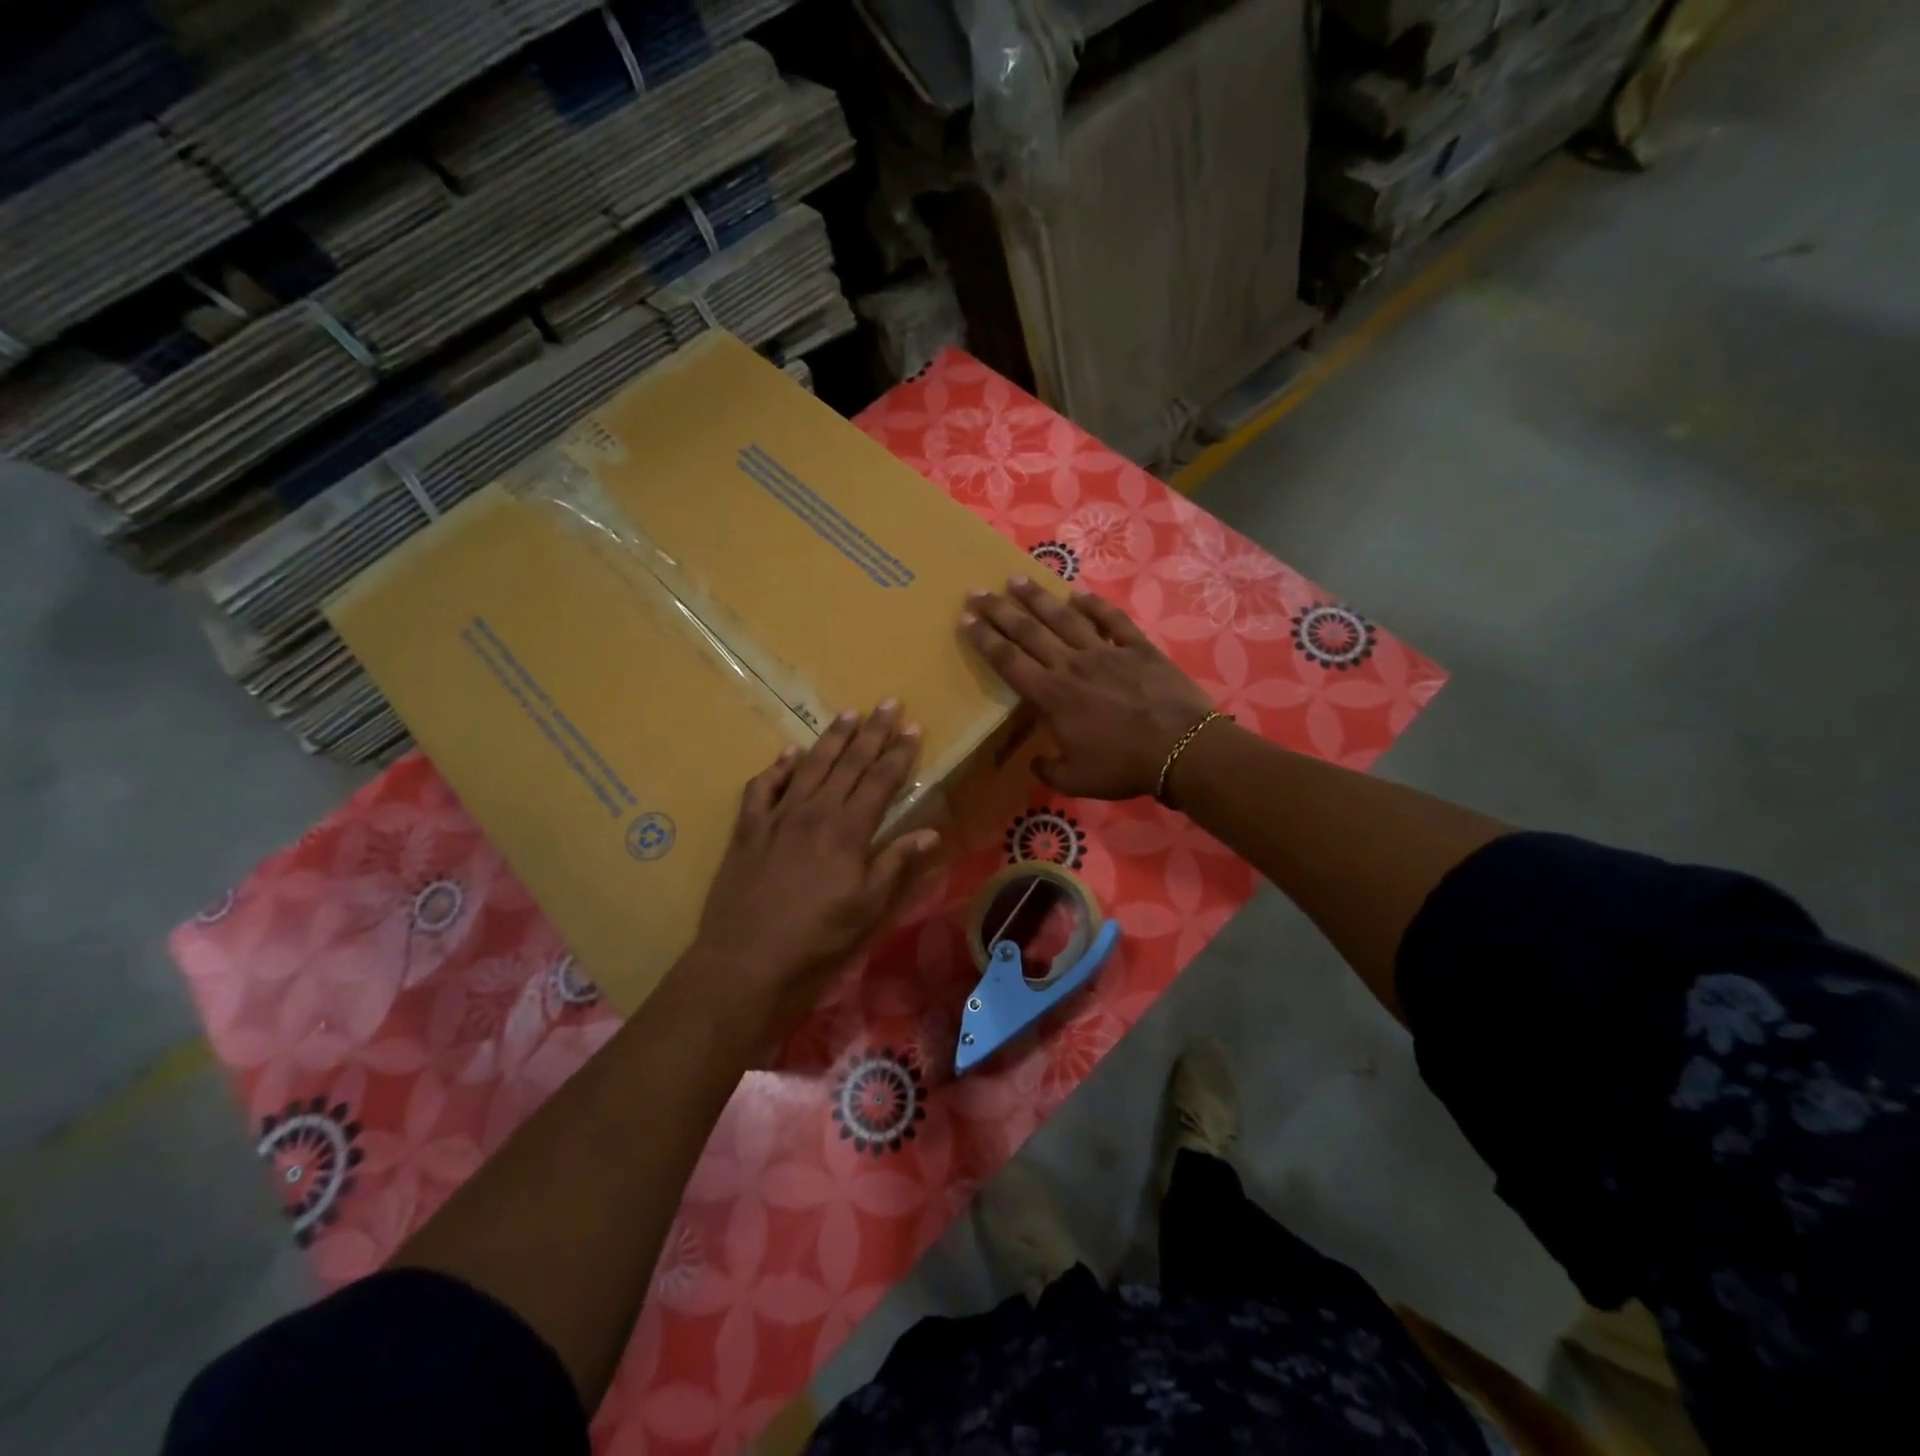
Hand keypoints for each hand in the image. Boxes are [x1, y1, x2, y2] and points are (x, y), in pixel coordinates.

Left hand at [680, 703, 941, 1039]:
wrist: (747, 955)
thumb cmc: (816, 935)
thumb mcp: (867, 906)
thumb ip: (896, 863)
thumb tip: (931, 832)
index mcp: (848, 830)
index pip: (880, 781)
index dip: (899, 754)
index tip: (913, 728)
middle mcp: (815, 811)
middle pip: (849, 763)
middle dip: (872, 732)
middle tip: (888, 703)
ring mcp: (778, 816)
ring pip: (810, 766)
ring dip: (831, 738)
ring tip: (848, 713)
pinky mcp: (748, 828)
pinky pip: (763, 788)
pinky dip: (776, 768)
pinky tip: (788, 754)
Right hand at [960, 577, 1215, 799]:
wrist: (1180, 749)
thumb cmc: (1122, 766)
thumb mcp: (1075, 780)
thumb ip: (1048, 769)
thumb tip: (1035, 762)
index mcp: (1052, 695)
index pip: (1008, 661)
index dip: (984, 639)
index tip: (965, 619)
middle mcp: (1072, 665)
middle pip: (1028, 631)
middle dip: (999, 610)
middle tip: (978, 591)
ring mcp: (1106, 652)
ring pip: (1064, 618)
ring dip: (1038, 598)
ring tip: (1017, 580)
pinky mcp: (1138, 648)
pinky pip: (1112, 620)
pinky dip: (1095, 605)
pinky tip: (1079, 594)